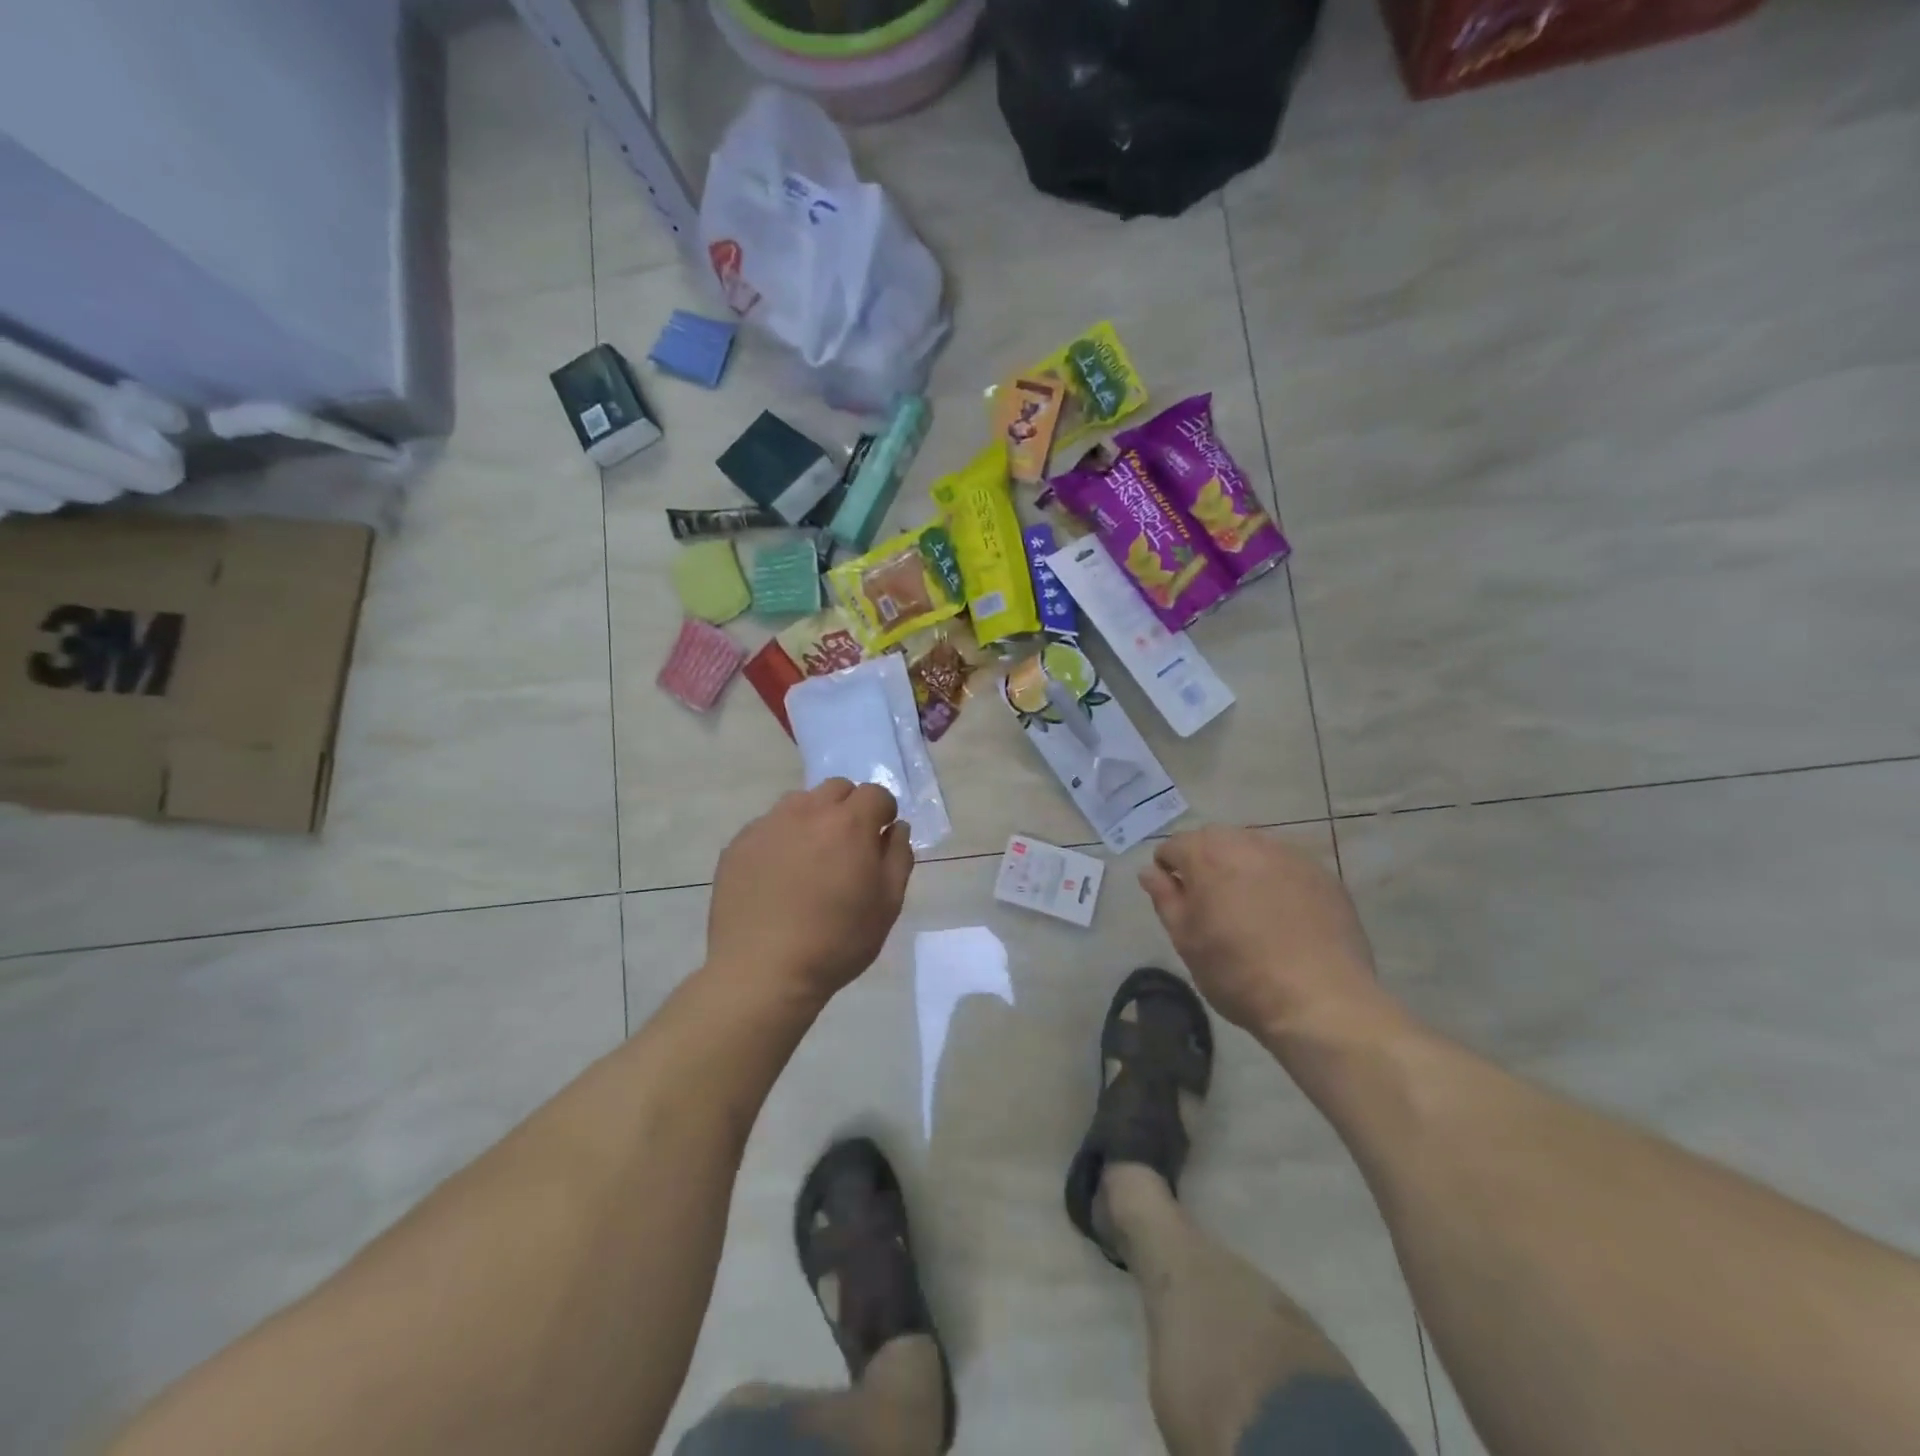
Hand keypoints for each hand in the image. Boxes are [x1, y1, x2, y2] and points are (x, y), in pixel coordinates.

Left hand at [707, 780, 914, 1008]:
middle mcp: (807, 812)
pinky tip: (778, 877)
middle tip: (847, 848)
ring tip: (810, 859)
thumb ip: (898, 857)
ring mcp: (767, 825)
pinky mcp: (738, 844)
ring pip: (800, 802)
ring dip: (814, 819)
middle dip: (849, 808)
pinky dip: (781, 839)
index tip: (879, 841)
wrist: (762, 971)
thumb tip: (896, 828)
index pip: (875, 794)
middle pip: (837, 788)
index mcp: (849, 824)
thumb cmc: (836, 942)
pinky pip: (768, 826)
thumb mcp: (887, 905)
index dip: (883, 814)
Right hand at [1140, 827, 1384, 1037]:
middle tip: (1209, 902)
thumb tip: (1149, 871)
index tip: (1175, 900)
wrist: (1320, 1001)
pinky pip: (1287, 866)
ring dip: (1241, 867)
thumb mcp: (1186, 940)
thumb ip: (1165, 898)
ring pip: (1253, 848)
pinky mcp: (1323, 875)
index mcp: (1207, 856)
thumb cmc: (1238, 973)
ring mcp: (1291, 856)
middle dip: (1204, 862)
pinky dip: (1276, 880)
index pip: (1174, 845)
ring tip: (1247, 906)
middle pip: (1214, 839)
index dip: (1167, 870)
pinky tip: (1283, 914)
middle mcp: (1248, 843)